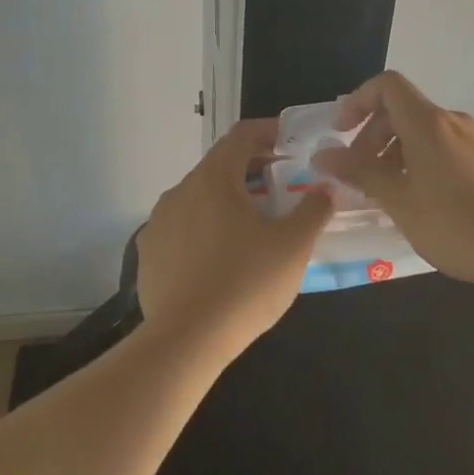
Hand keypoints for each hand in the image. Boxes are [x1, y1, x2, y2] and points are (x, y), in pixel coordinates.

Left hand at [136, 119, 332, 357]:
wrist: (185, 341)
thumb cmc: (245, 284)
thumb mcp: (293, 246)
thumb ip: (314, 210)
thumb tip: (325, 189)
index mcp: (214, 179)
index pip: (242, 135)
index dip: (270, 132)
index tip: (292, 144)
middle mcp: (180, 190)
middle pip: (220, 165)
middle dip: (253, 170)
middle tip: (283, 187)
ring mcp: (158, 222)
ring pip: (199, 197)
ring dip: (228, 200)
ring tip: (254, 225)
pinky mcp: (148, 253)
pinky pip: (182, 227)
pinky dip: (205, 228)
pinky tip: (222, 257)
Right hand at [314, 71, 473, 289]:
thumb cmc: (458, 224)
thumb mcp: (400, 201)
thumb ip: (361, 173)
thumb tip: (322, 154)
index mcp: (427, 123)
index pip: (386, 85)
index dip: (357, 101)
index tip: (340, 133)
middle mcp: (453, 122)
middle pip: (403, 111)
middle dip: (372, 137)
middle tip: (359, 177)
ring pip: (425, 134)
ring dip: (397, 155)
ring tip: (388, 196)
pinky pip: (446, 150)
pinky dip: (422, 165)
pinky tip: (423, 204)